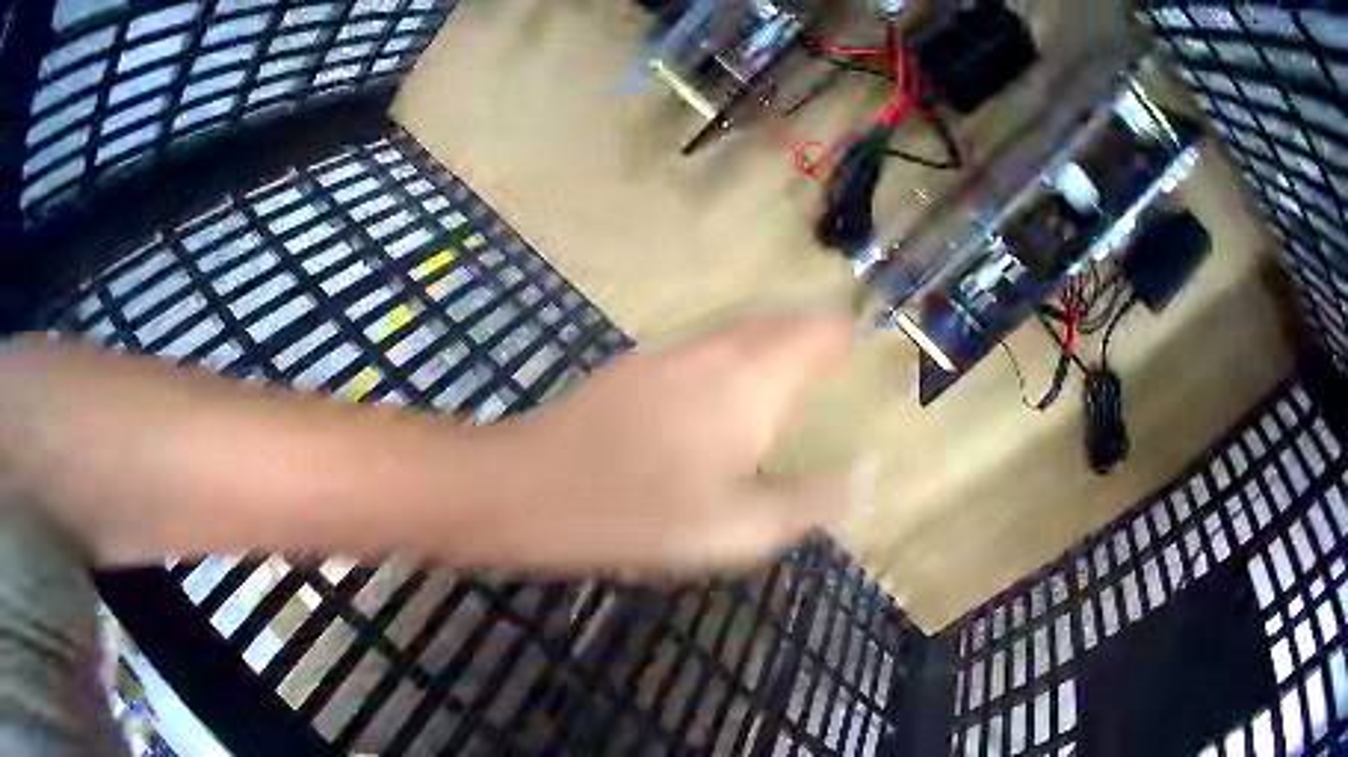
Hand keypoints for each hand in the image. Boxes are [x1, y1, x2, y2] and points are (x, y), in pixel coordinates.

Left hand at [488, 313, 856, 573]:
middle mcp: (710, 353)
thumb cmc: (640, 515)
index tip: (858, 352)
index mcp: (749, 382)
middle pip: (773, 325)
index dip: (841, 337)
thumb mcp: (739, 529)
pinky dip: (728, 363)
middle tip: (828, 362)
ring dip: (765, 347)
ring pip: (732, 336)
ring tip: (782, 381)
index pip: (813, 333)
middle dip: (806, 336)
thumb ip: (810, 501)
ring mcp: (663, 357)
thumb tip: (864, 476)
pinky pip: (698, 353)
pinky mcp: (628, 373)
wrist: (525, 491)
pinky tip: (714, 402)